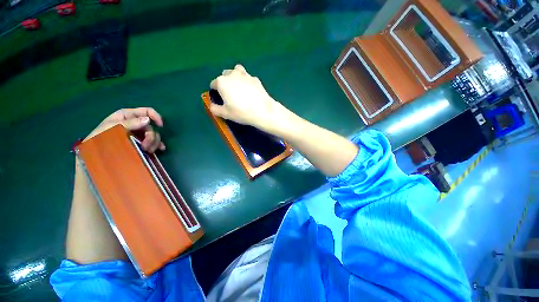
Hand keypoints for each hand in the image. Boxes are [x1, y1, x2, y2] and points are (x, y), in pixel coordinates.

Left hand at [86, 107, 164, 152]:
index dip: (155, 116)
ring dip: (153, 142)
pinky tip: (159, 149)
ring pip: (153, 135)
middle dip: (151, 136)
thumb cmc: (100, 137)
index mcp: (127, 116)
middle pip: (150, 127)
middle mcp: (134, 123)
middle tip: (146, 146)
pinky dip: (157, 145)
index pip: (146, 111)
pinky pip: (153, 142)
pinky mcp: (139, 142)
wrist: (94, 153)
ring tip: (148, 151)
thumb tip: (148, 120)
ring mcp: (137, 134)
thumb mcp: (112, 127)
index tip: (160, 126)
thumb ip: (129, 123)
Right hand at [209, 64, 285, 129]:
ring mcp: (246, 75)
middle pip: (225, 75)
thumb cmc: (241, 112)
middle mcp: (233, 74)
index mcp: (222, 82)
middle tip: (230, 94)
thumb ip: (215, 109)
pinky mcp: (256, 79)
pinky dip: (247, 82)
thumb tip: (212, 106)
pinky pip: (248, 78)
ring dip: (236, 77)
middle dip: (225, 82)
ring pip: (237, 71)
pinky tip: (251, 92)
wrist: (262, 111)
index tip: (220, 98)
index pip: (214, 84)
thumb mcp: (225, 114)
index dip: (215, 91)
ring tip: (240, 88)